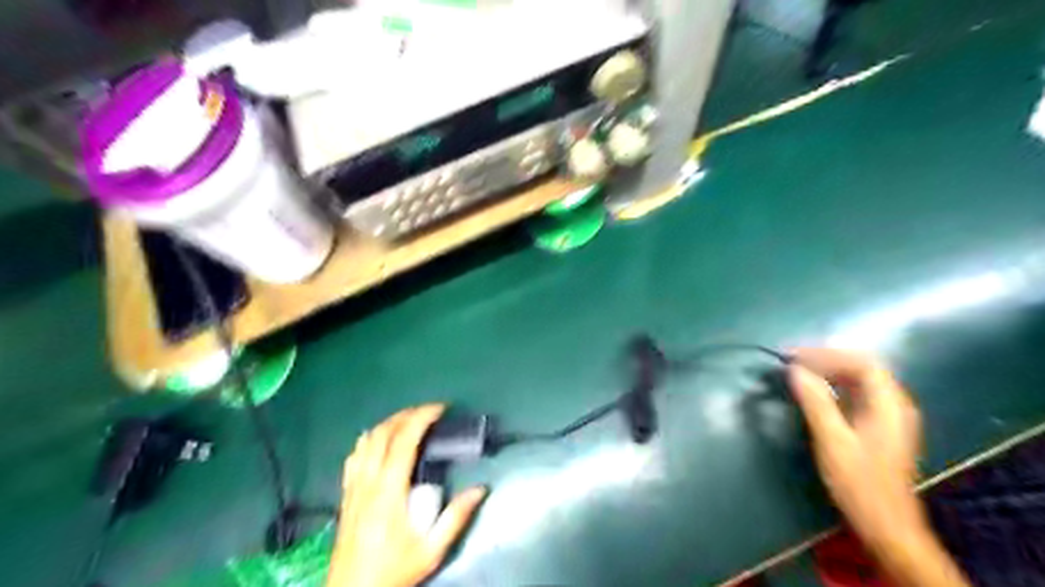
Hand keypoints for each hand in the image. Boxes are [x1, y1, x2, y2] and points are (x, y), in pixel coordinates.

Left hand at [328, 406, 487, 586]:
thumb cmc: (394, 570)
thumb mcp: (431, 550)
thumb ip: (455, 517)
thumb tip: (480, 488)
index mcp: (389, 492)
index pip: (403, 442)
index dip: (421, 418)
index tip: (440, 409)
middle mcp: (368, 482)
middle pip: (383, 434)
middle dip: (406, 414)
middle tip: (429, 411)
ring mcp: (354, 487)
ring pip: (366, 441)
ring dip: (388, 423)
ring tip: (409, 419)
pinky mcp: (346, 494)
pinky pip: (354, 456)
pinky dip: (368, 439)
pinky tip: (378, 439)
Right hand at [793, 349, 970, 586]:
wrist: (886, 524)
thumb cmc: (859, 482)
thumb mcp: (832, 440)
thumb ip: (815, 402)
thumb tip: (795, 370)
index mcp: (889, 405)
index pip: (861, 363)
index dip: (826, 354)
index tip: (793, 357)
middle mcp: (894, 404)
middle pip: (862, 367)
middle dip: (826, 359)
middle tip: (792, 361)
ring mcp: (889, 416)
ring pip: (859, 380)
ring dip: (829, 371)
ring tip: (798, 371)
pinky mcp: (879, 426)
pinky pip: (857, 394)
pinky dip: (834, 386)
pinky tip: (815, 391)